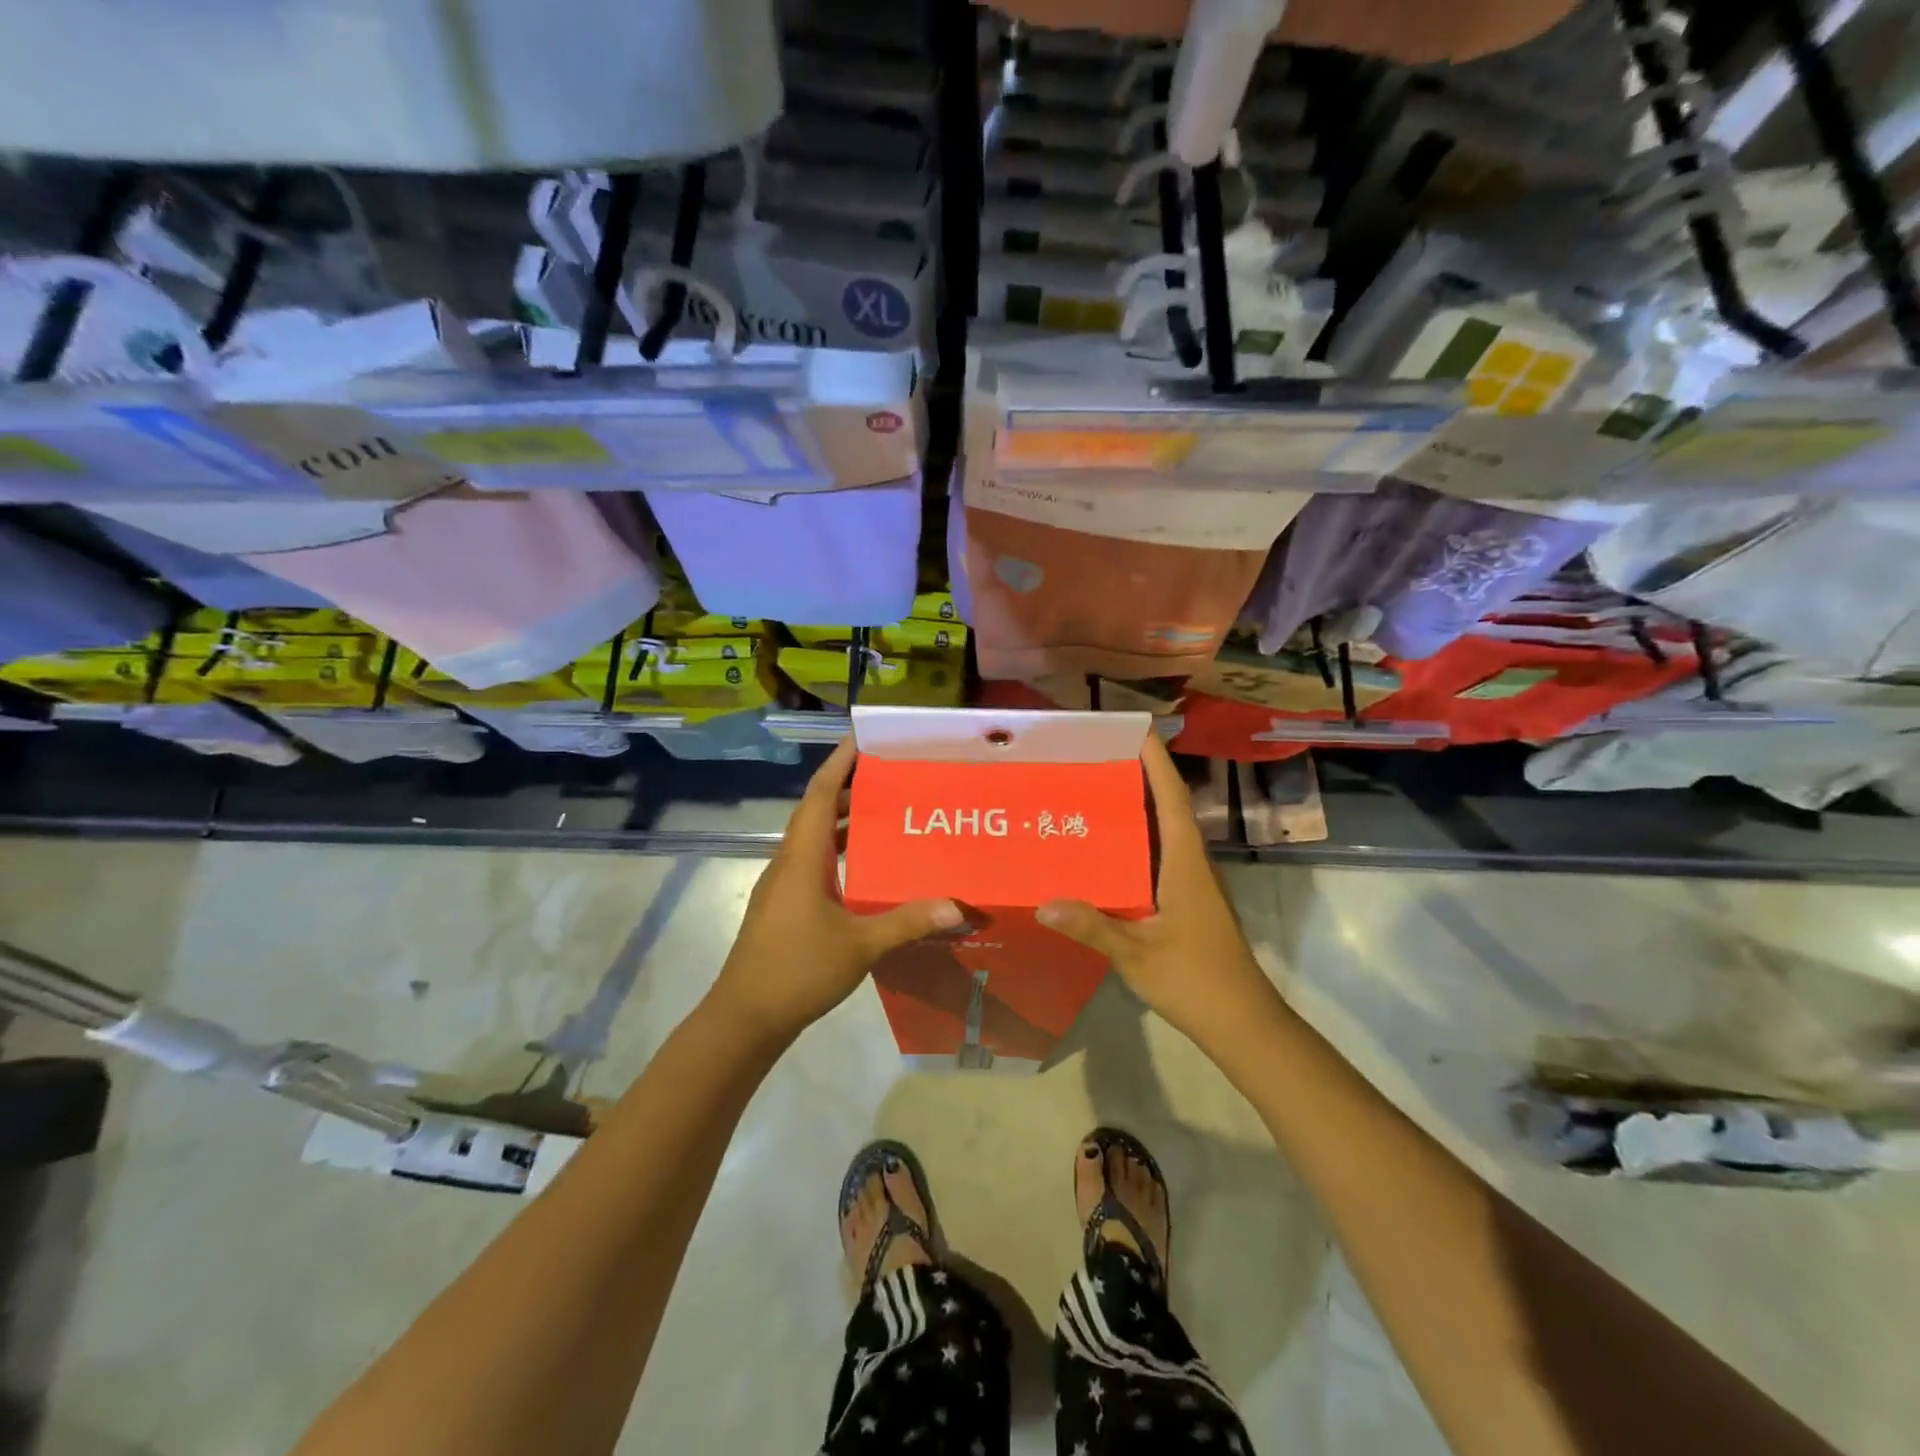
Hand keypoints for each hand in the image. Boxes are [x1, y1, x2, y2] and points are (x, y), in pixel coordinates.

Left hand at [710, 738, 961, 1042]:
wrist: (745, 1016)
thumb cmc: (797, 970)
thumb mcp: (860, 946)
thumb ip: (907, 922)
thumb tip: (958, 906)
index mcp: (802, 858)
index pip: (818, 793)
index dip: (839, 762)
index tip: (863, 736)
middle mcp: (789, 861)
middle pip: (816, 809)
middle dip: (848, 785)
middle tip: (890, 772)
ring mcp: (784, 884)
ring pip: (814, 837)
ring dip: (843, 818)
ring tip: (885, 809)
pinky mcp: (785, 904)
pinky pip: (814, 861)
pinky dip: (839, 849)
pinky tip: (867, 864)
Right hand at [1037, 734, 1280, 1052]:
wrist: (1242, 1023)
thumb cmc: (1195, 979)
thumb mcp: (1136, 953)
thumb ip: (1092, 927)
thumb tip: (1043, 903)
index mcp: (1185, 863)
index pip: (1172, 799)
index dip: (1156, 762)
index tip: (1135, 730)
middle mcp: (1191, 864)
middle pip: (1168, 808)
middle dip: (1140, 776)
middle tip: (1096, 757)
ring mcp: (1191, 884)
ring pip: (1164, 833)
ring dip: (1138, 808)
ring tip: (1094, 793)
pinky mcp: (1187, 902)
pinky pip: (1159, 857)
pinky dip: (1137, 842)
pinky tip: (1106, 851)